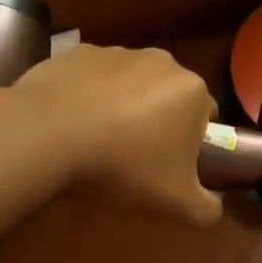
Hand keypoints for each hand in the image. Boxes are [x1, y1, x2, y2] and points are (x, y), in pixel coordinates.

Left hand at [12, 45, 222, 226]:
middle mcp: (162, 61)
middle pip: (169, 97)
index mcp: (192, 91)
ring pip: (131, 84)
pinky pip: (94, 78)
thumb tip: (213, 207)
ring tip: (99, 141)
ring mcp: (118, 52)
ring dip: (124, 106)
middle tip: (135, 157)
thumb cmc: (123, 166)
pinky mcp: (79, 52)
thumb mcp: (175, 203)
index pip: (206, 117)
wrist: (48, 134)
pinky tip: (73, 123)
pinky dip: (90, 96)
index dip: (192, 144)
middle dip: (158, 122)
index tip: (170, 166)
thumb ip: (207, 209)